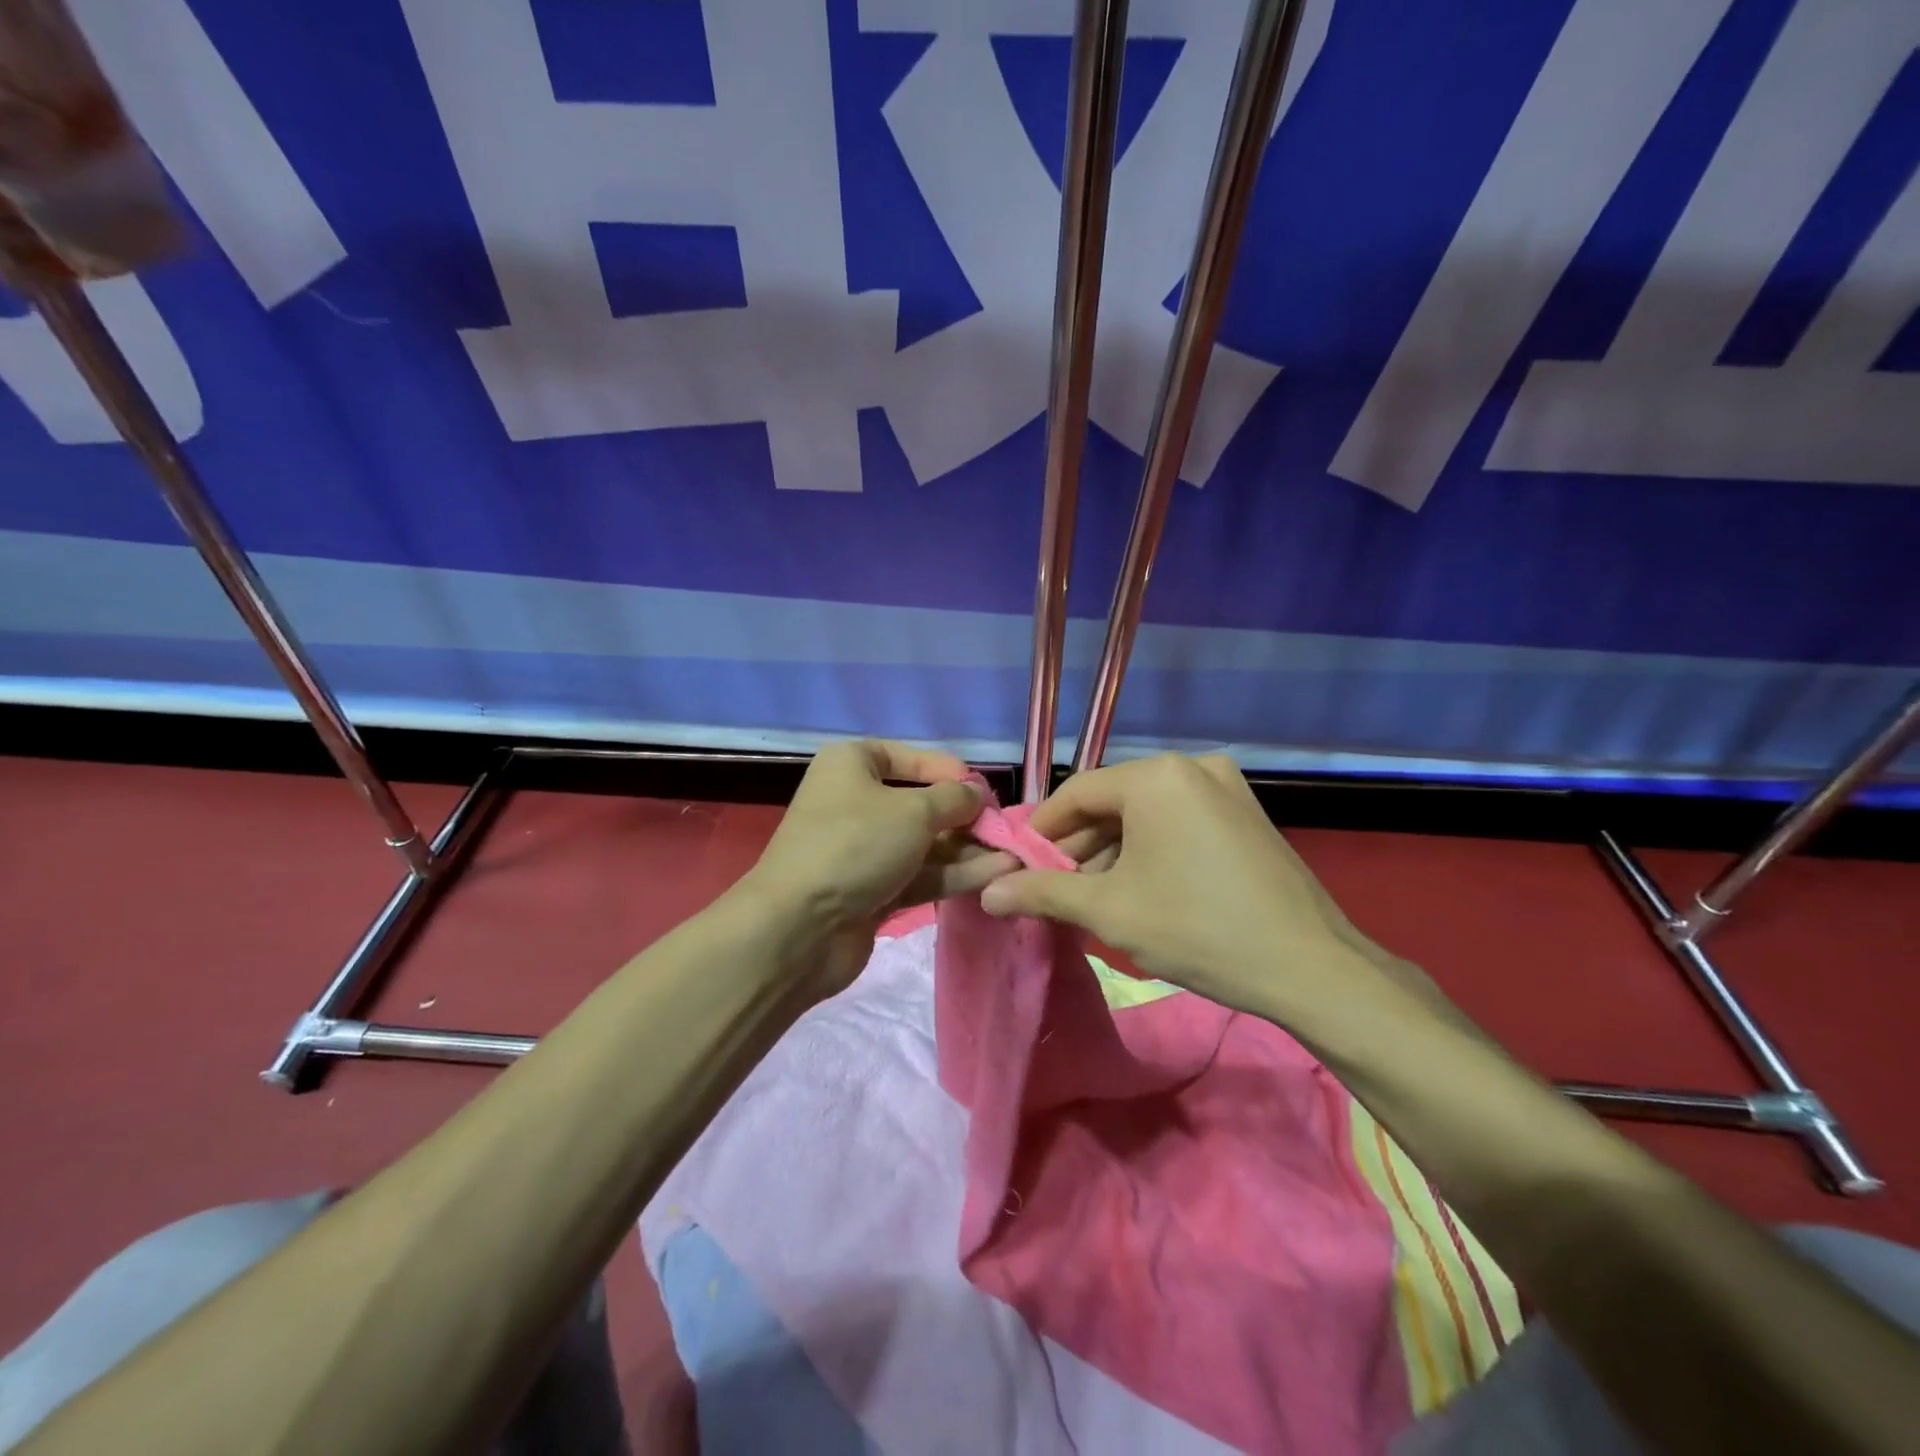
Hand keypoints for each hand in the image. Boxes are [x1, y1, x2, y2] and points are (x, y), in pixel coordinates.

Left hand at [741, 740, 1017, 989]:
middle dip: (965, 817)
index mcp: (852, 765)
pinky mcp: (872, 891)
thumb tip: (977, 794)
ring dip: (968, 849)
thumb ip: (954, 799)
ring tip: (1015, 856)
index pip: (909, 757)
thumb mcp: (914, 811)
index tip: (985, 789)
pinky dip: (954, 874)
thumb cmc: (856, 845)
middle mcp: (856, 802)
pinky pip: (920, 874)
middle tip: (1007, 830)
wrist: (800, 929)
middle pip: (921, 804)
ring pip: (925, 843)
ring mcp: (863, 850)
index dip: (949, 771)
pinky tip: (997, 875)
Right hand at [979, 754, 1382, 1018]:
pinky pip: (1179, 821)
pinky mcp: (1246, 813)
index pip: (1076, 793)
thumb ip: (1043, 894)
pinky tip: (1139, 888)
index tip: (1020, 866)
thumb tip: (987, 894)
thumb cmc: (1198, 928)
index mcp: (1156, 776)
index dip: (1041, 831)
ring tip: (1093, 896)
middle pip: (1112, 802)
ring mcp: (1226, 787)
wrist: (1310, 967)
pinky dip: (1150, 848)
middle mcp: (1192, 767)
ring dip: (1113, 850)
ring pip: (1146, 813)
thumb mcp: (1109, 911)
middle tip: (1055, 889)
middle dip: (1078, 846)